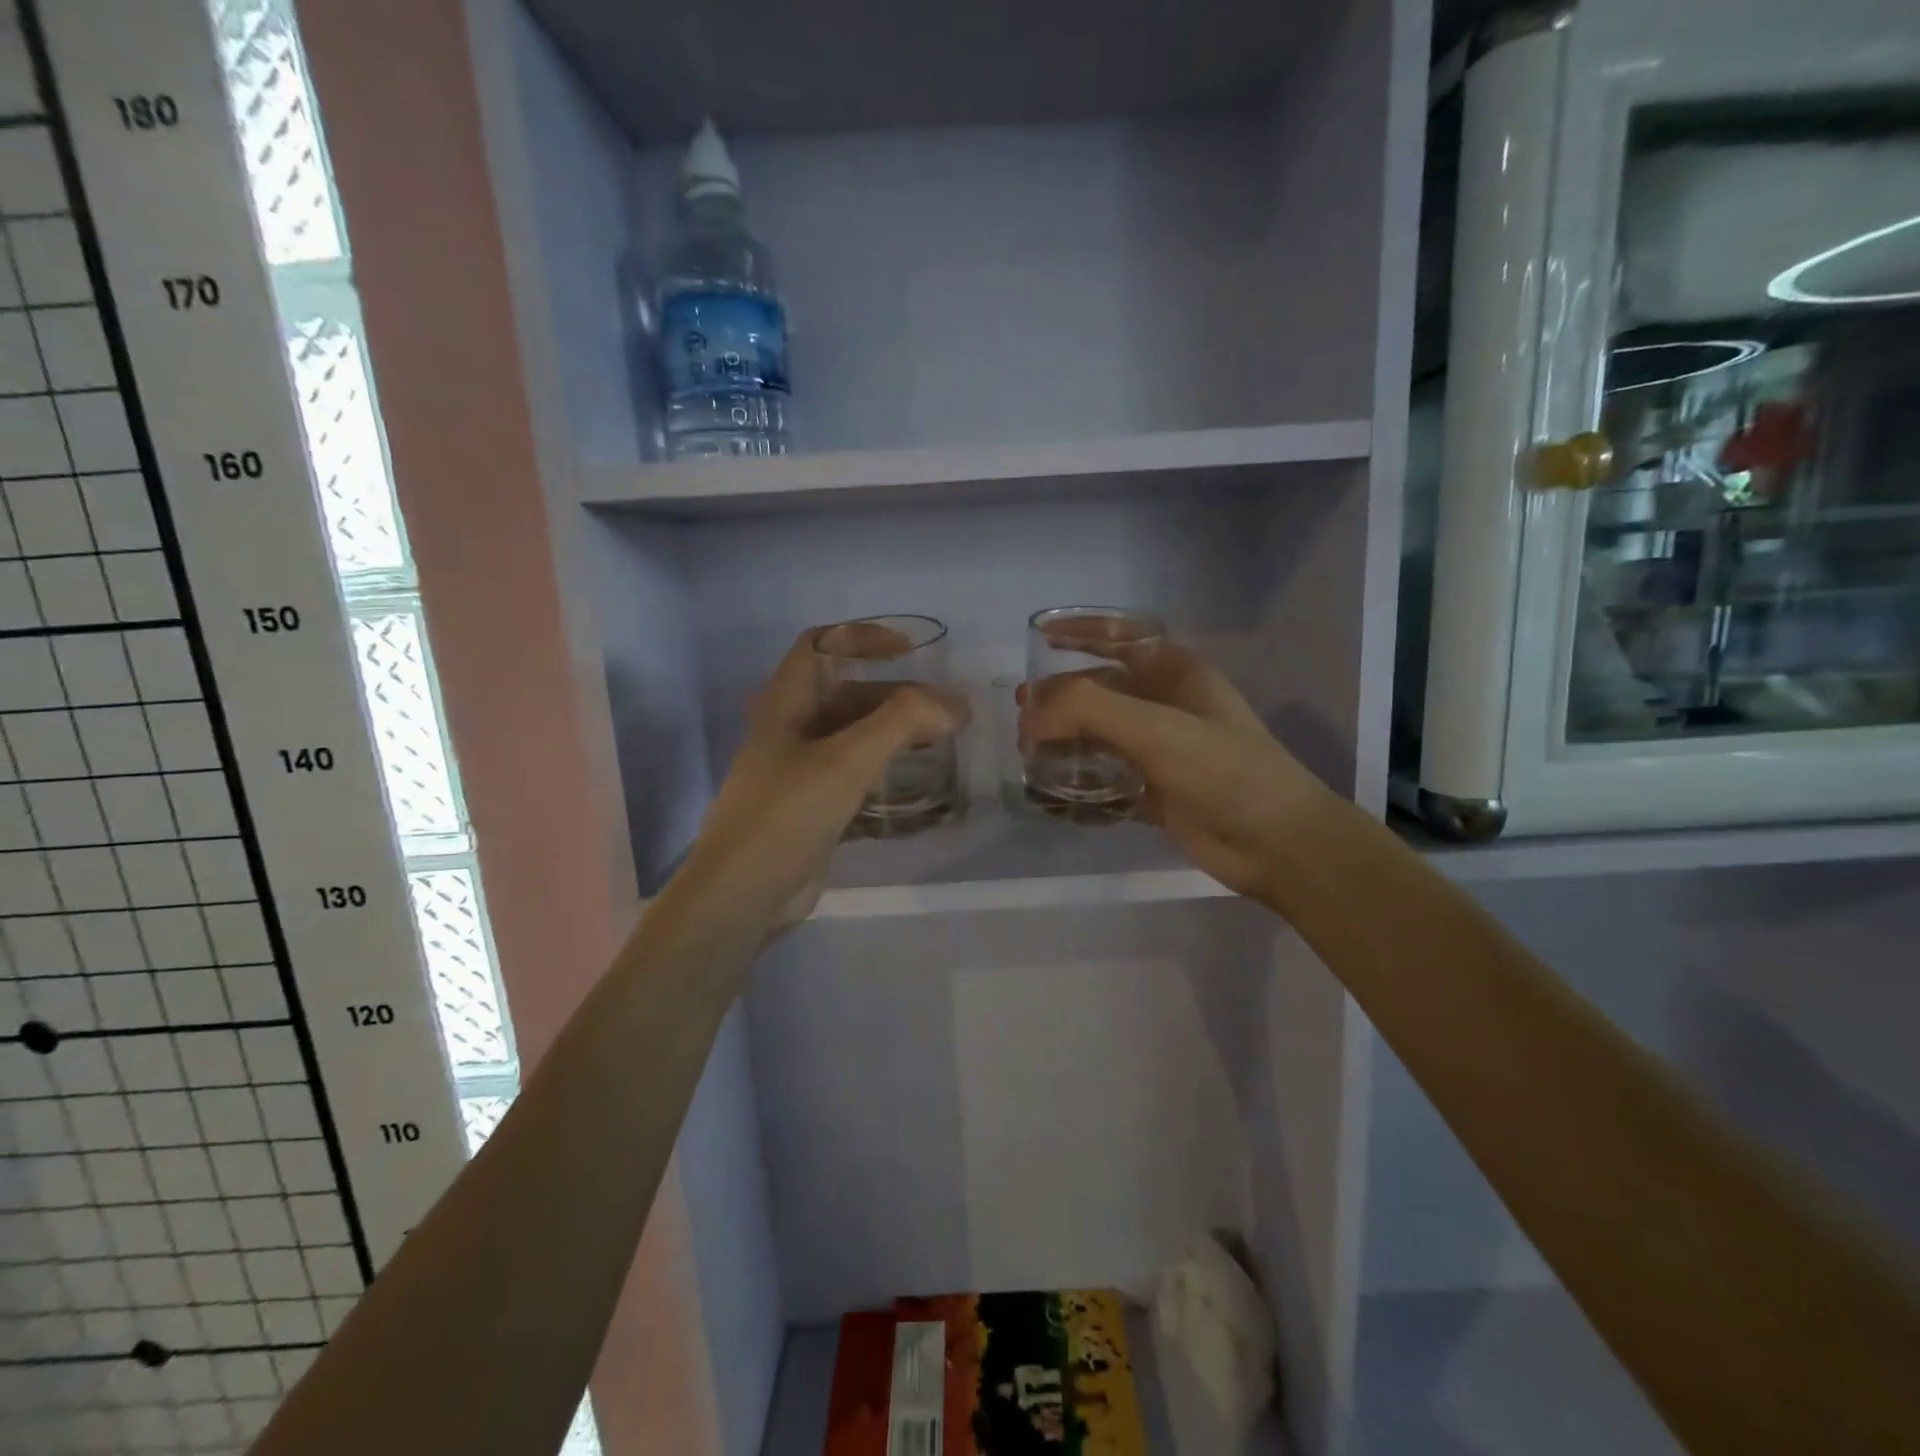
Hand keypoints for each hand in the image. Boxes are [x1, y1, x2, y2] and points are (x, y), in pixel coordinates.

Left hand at [670, 628, 966, 934]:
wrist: (743, 894)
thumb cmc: (787, 814)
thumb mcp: (846, 760)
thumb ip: (902, 722)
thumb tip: (955, 704)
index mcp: (786, 704)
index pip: (821, 645)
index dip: (863, 638)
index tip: (910, 652)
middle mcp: (791, 730)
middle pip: (847, 694)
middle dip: (896, 696)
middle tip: (947, 712)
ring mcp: (800, 771)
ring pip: (854, 736)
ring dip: (895, 733)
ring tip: (941, 742)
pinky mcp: (813, 807)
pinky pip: (855, 775)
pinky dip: (886, 770)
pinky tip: (918, 782)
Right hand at [1022, 641, 1332, 901]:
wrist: (1278, 843)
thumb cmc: (1223, 770)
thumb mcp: (1156, 728)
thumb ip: (1088, 709)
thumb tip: (1030, 713)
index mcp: (1175, 675)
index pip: (1121, 638)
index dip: (1081, 632)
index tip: (1037, 636)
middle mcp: (1166, 706)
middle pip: (1101, 691)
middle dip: (1060, 700)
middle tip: (1023, 720)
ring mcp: (1161, 752)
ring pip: (1100, 738)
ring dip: (1065, 744)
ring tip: (1029, 758)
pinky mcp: (1155, 793)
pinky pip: (1106, 781)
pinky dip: (1079, 787)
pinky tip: (1052, 798)